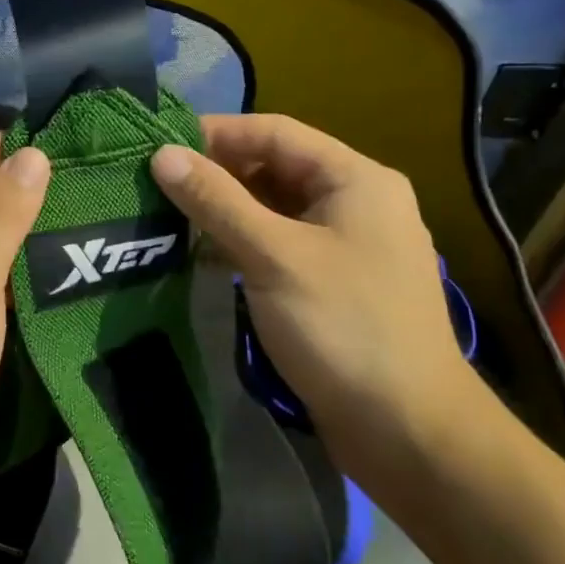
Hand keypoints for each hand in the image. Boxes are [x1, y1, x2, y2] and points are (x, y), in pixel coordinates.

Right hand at [150, 114, 480, 484]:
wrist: (407, 430)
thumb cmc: (344, 327)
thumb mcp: (273, 255)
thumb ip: (216, 201)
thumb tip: (162, 155)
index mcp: (355, 179)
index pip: (275, 132)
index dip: (216, 133)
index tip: (159, 146)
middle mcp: (355, 202)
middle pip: (274, 167)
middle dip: (217, 172)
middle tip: (157, 185)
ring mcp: (346, 245)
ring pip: (274, 208)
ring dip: (225, 209)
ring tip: (168, 216)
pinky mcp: (332, 282)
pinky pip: (278, 243)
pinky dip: (241, 242)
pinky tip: (202, 253)